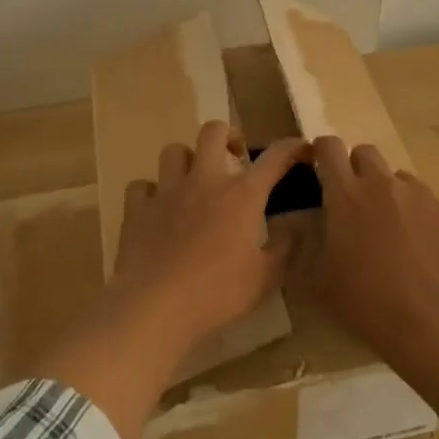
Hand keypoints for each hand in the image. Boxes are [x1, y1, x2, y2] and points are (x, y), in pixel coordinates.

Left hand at [109, 122, 308, 366]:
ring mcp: (167, 191)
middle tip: (234, 156)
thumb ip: (284, 249)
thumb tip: (294, 227)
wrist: (155, 307)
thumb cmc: (216, 293)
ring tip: (192, 181)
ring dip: (186, 161)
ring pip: (173, 151)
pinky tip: (156, 210)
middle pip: (213, 131)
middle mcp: (204, 180)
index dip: (292, 148)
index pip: (274, 157)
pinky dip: (150, 193)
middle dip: (227, 135)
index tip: (301, 149)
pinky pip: (141, 186)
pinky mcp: (137, 208)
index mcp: (241, 194)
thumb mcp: (264, 279)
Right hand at [303, 136, 438, 365]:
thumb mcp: (317, 281)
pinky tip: (429, 256)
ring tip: (398, 236)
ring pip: (401, 180)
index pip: (329, 146)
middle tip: (358, 204)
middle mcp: (384, 183)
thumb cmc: (367, 303)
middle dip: (358, 169)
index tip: (321, 168)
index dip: (322, 151)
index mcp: (346, 194)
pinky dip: (426, 222)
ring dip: (393, 197)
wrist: (435, 324)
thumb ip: (306, 244)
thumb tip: (302, 224)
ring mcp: (422, 195)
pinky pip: (434, 207)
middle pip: (366, 152)